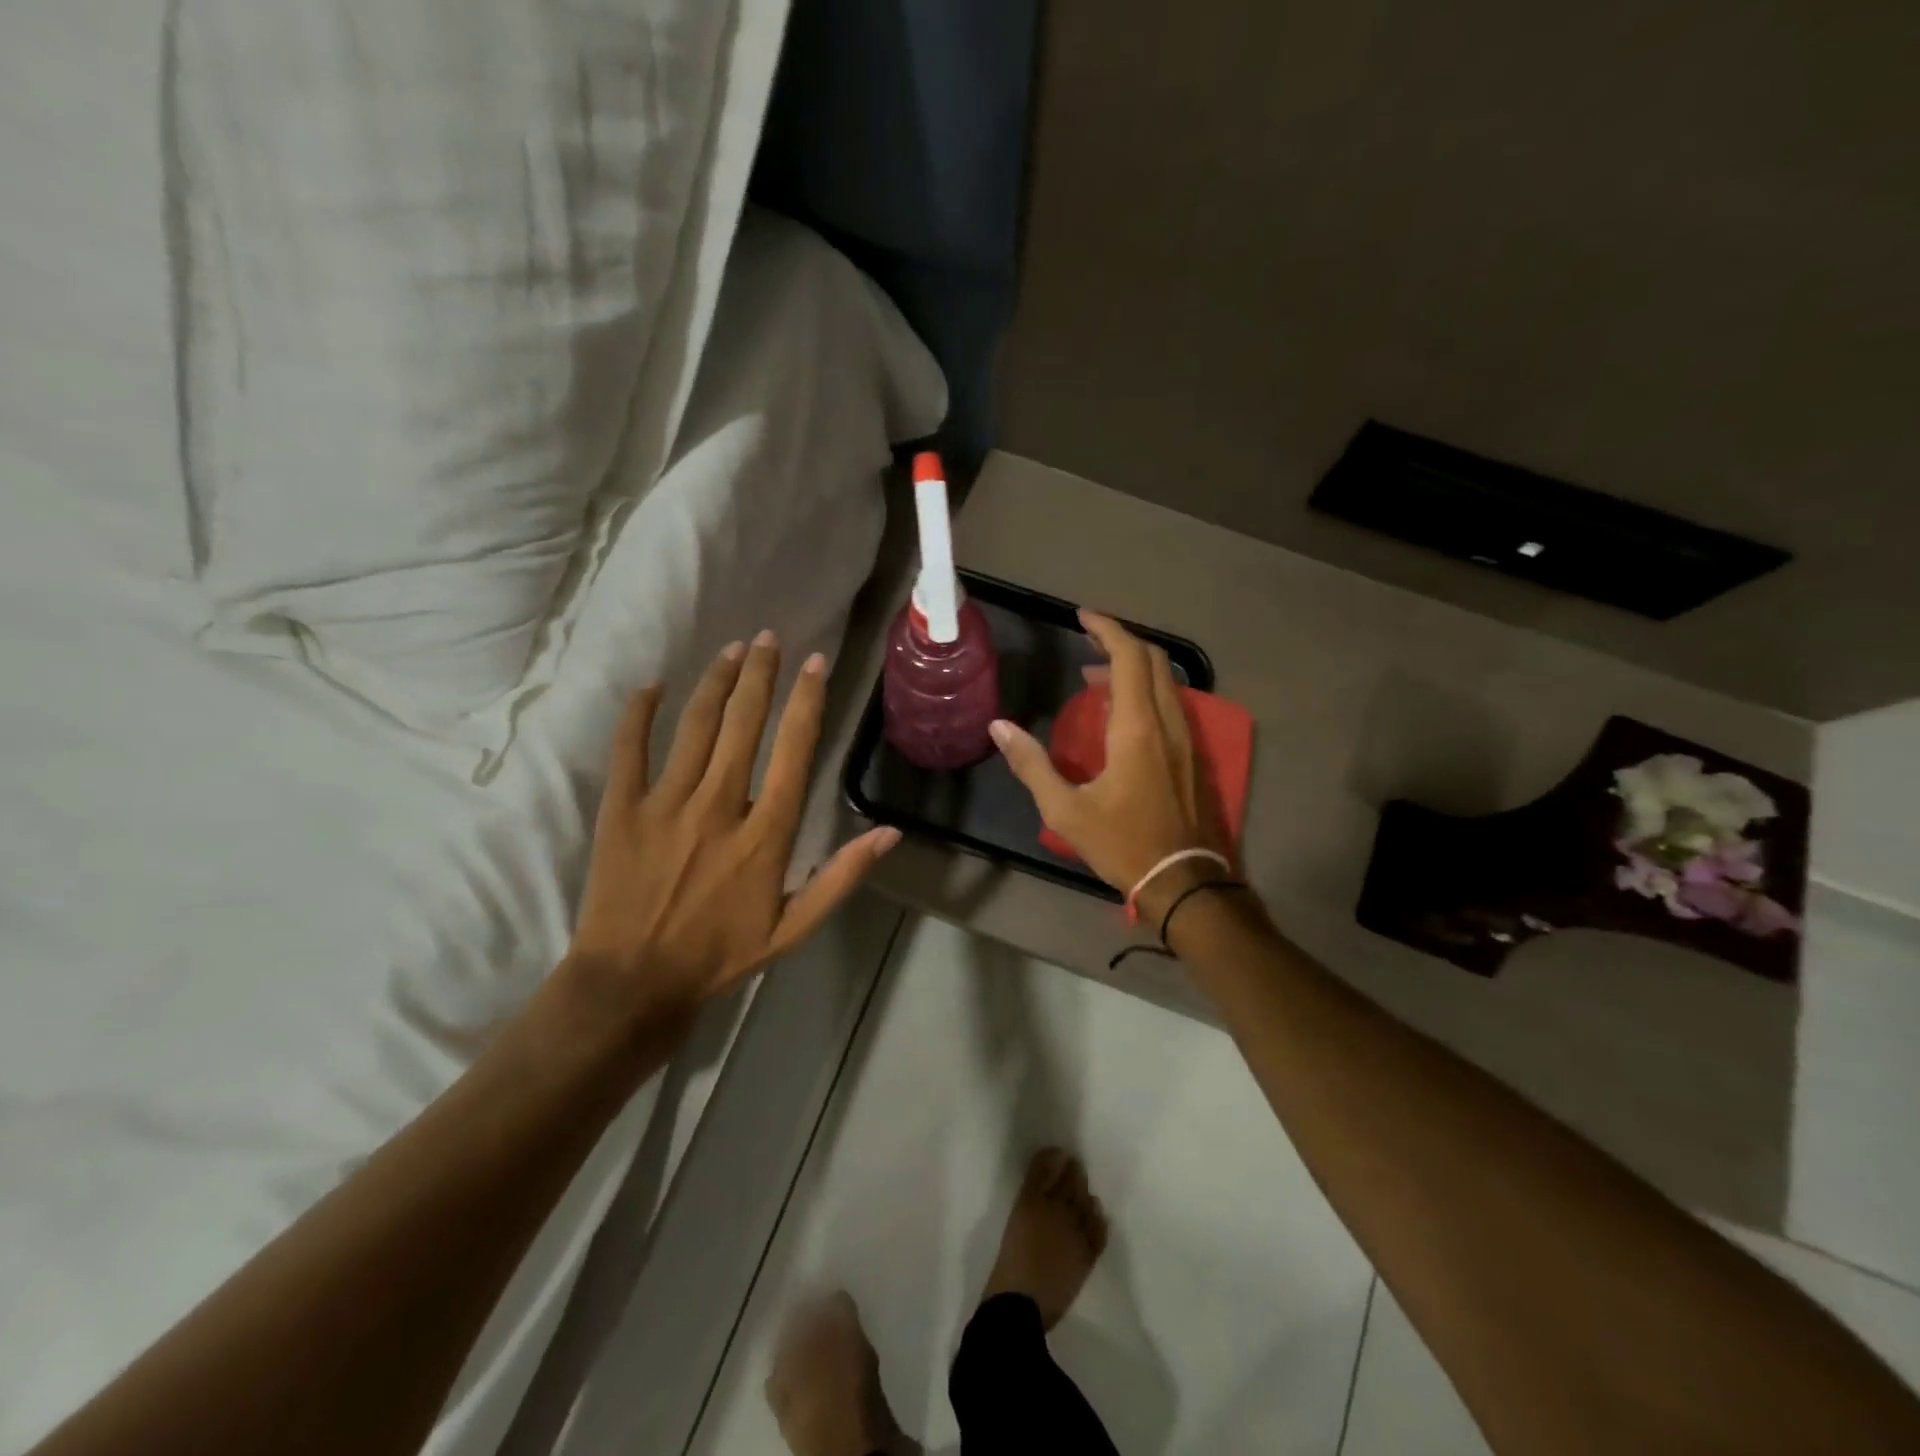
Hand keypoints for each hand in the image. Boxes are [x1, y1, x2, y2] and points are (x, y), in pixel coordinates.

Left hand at [567, 633, 900, 1016]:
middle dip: (760, 674)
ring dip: (716, 683)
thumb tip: (891, 834)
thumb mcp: (794, 928)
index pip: (793, 750)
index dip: (807, 702)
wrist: (634, 982)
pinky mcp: (623, 809)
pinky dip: (639, 714)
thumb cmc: (720, 955)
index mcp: (765, 834)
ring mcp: (666, 804)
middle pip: (744, 724)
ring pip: (696, 726)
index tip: (816, 663)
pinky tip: (653, 685)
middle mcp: (719, 806)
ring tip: (732, 649)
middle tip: (769, 637)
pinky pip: (629, 749)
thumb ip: (841, 877)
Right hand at [989, 610, 1229, 918]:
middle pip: (1152, 659)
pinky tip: (1119, 711)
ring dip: (1132, 666)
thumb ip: (1031, 764)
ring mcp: (1186, 738)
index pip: (1128, 657)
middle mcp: (1167, 722)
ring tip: (1093, 675)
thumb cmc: (1122, 844)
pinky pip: (1169, 703)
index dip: (1106, 628)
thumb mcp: (1066, 809)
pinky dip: (1144, 690)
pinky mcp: (1192, 754)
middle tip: (1085, 637)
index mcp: (1137, 728)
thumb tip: (999, 727)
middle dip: (1120, 640)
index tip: (1081, 616)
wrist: (1183, 879)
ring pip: (1164, 680)